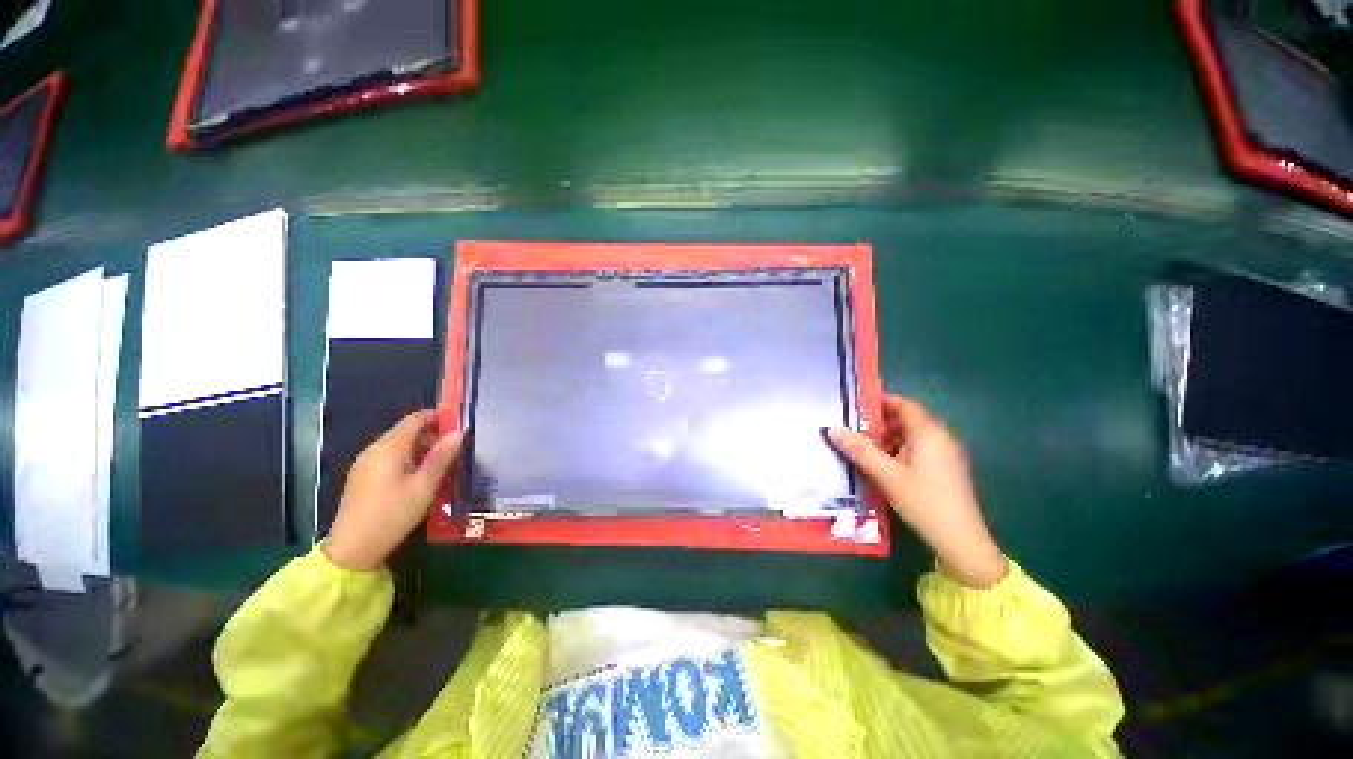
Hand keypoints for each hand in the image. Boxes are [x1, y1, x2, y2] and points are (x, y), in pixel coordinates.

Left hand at [325, 410, 463, 571]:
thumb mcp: (425, 485)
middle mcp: (374, 449)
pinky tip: (420, 476)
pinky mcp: (363, 477)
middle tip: (455, 449)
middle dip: (432, 435)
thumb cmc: (394, 513)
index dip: (437, 417)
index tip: (458, 424)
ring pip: (398, 445)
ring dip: (421, 448)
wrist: (353, 548)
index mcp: (389, 447)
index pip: (414, 419)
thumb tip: (459, 432)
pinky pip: (389, 457)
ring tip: (442, 464)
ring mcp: (365, 463)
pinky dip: (408, 459)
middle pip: (406, 431)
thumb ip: (442, 456)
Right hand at [828, 396, 1007, 587]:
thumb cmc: (922, 500)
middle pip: (909, 421)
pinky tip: (888, 469)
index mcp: (928, 433)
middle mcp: (942, 438)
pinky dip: (903, 451)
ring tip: (868, 453)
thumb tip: (833, 429)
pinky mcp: (949, 470)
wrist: (960, 539)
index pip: (905, 405)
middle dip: (882, 424)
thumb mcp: (885, 474)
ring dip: (891, 440)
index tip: (859, 409)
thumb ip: (859, 450)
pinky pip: (923, 450)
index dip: (882, 403)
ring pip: (915, 437)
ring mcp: (948, 454)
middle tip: (857, 434)